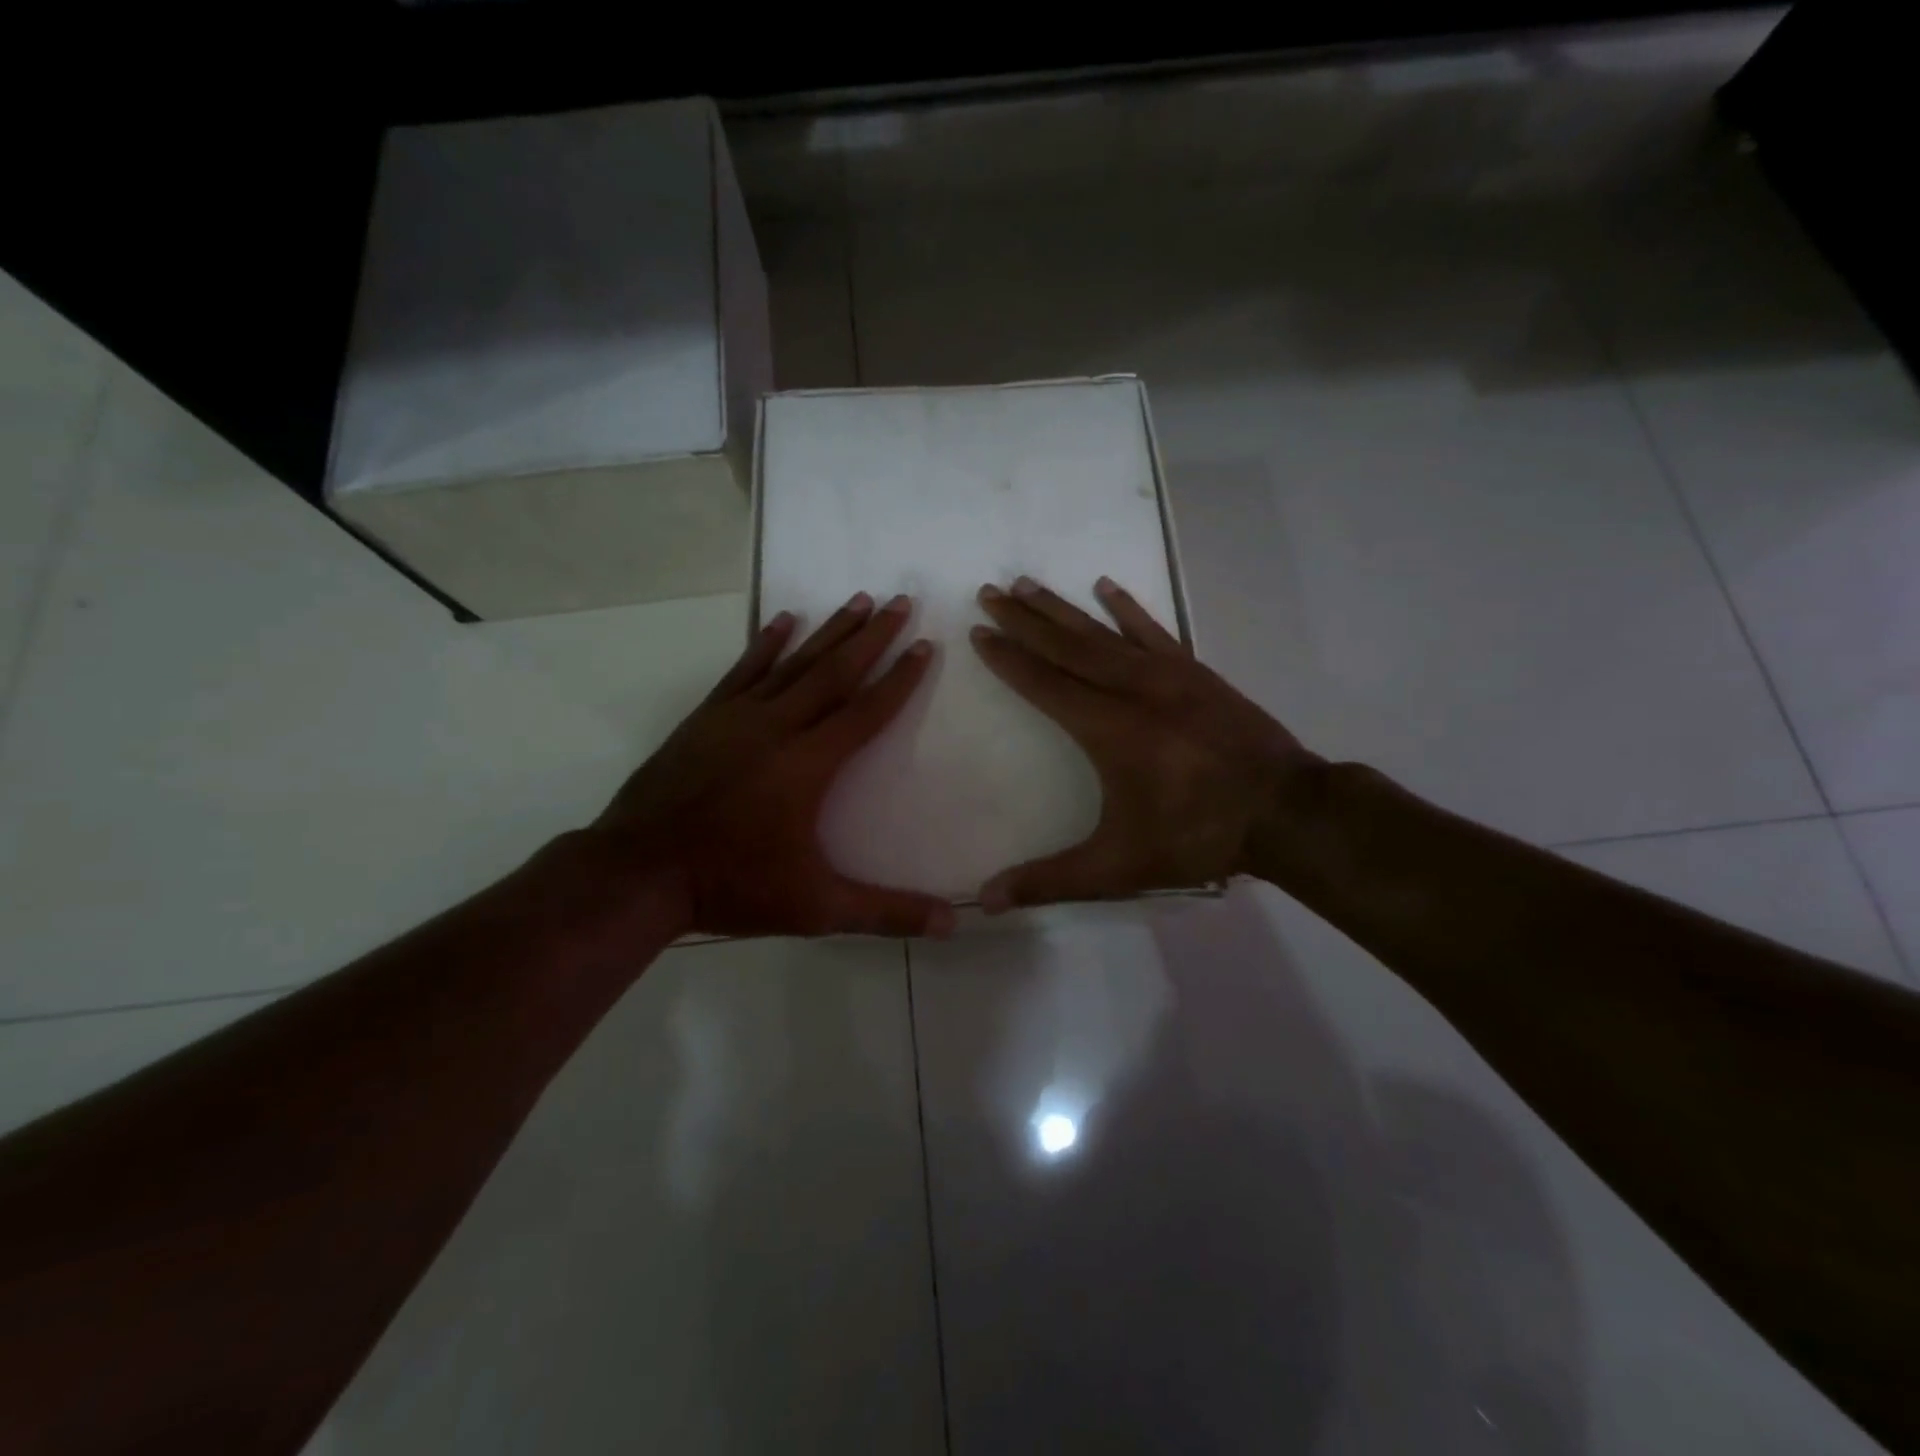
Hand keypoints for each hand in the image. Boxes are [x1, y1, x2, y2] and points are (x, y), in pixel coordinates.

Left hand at [590, 592, 954, 938]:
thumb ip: (886, 912)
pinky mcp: (706, 718)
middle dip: (874, 636)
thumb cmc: (733, 885)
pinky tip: (784, 619)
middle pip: (836, 672)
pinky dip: (766, 642)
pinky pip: (744, 670)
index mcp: (810, 764)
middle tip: (901, 601)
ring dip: (830, 630)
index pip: (867, 711)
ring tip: (858, 599)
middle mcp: (780, 727)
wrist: (639, 871)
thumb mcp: (817, 908)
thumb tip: (954, 923)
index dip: (901, 679)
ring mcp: (739, 717)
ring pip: (795, 663)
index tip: (926, 646)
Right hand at [970, 576, 1323, 910]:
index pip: (1044, 683)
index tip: (979, 632)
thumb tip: (986, 902)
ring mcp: (1168, 675)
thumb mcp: (1118, 866)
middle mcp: (1132, 690)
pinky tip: (1106, 587)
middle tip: (990, 592)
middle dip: (1024, 619)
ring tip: (1028, 584)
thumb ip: (1050, 881)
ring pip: (1103, 632)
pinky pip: (1153, 631)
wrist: (1286, 811)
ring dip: (1062, 608)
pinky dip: (1127, 609)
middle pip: (1066, 646)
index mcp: (1108, 729)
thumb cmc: (1197, 835)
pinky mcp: (1196, 672)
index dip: (1008, 658)